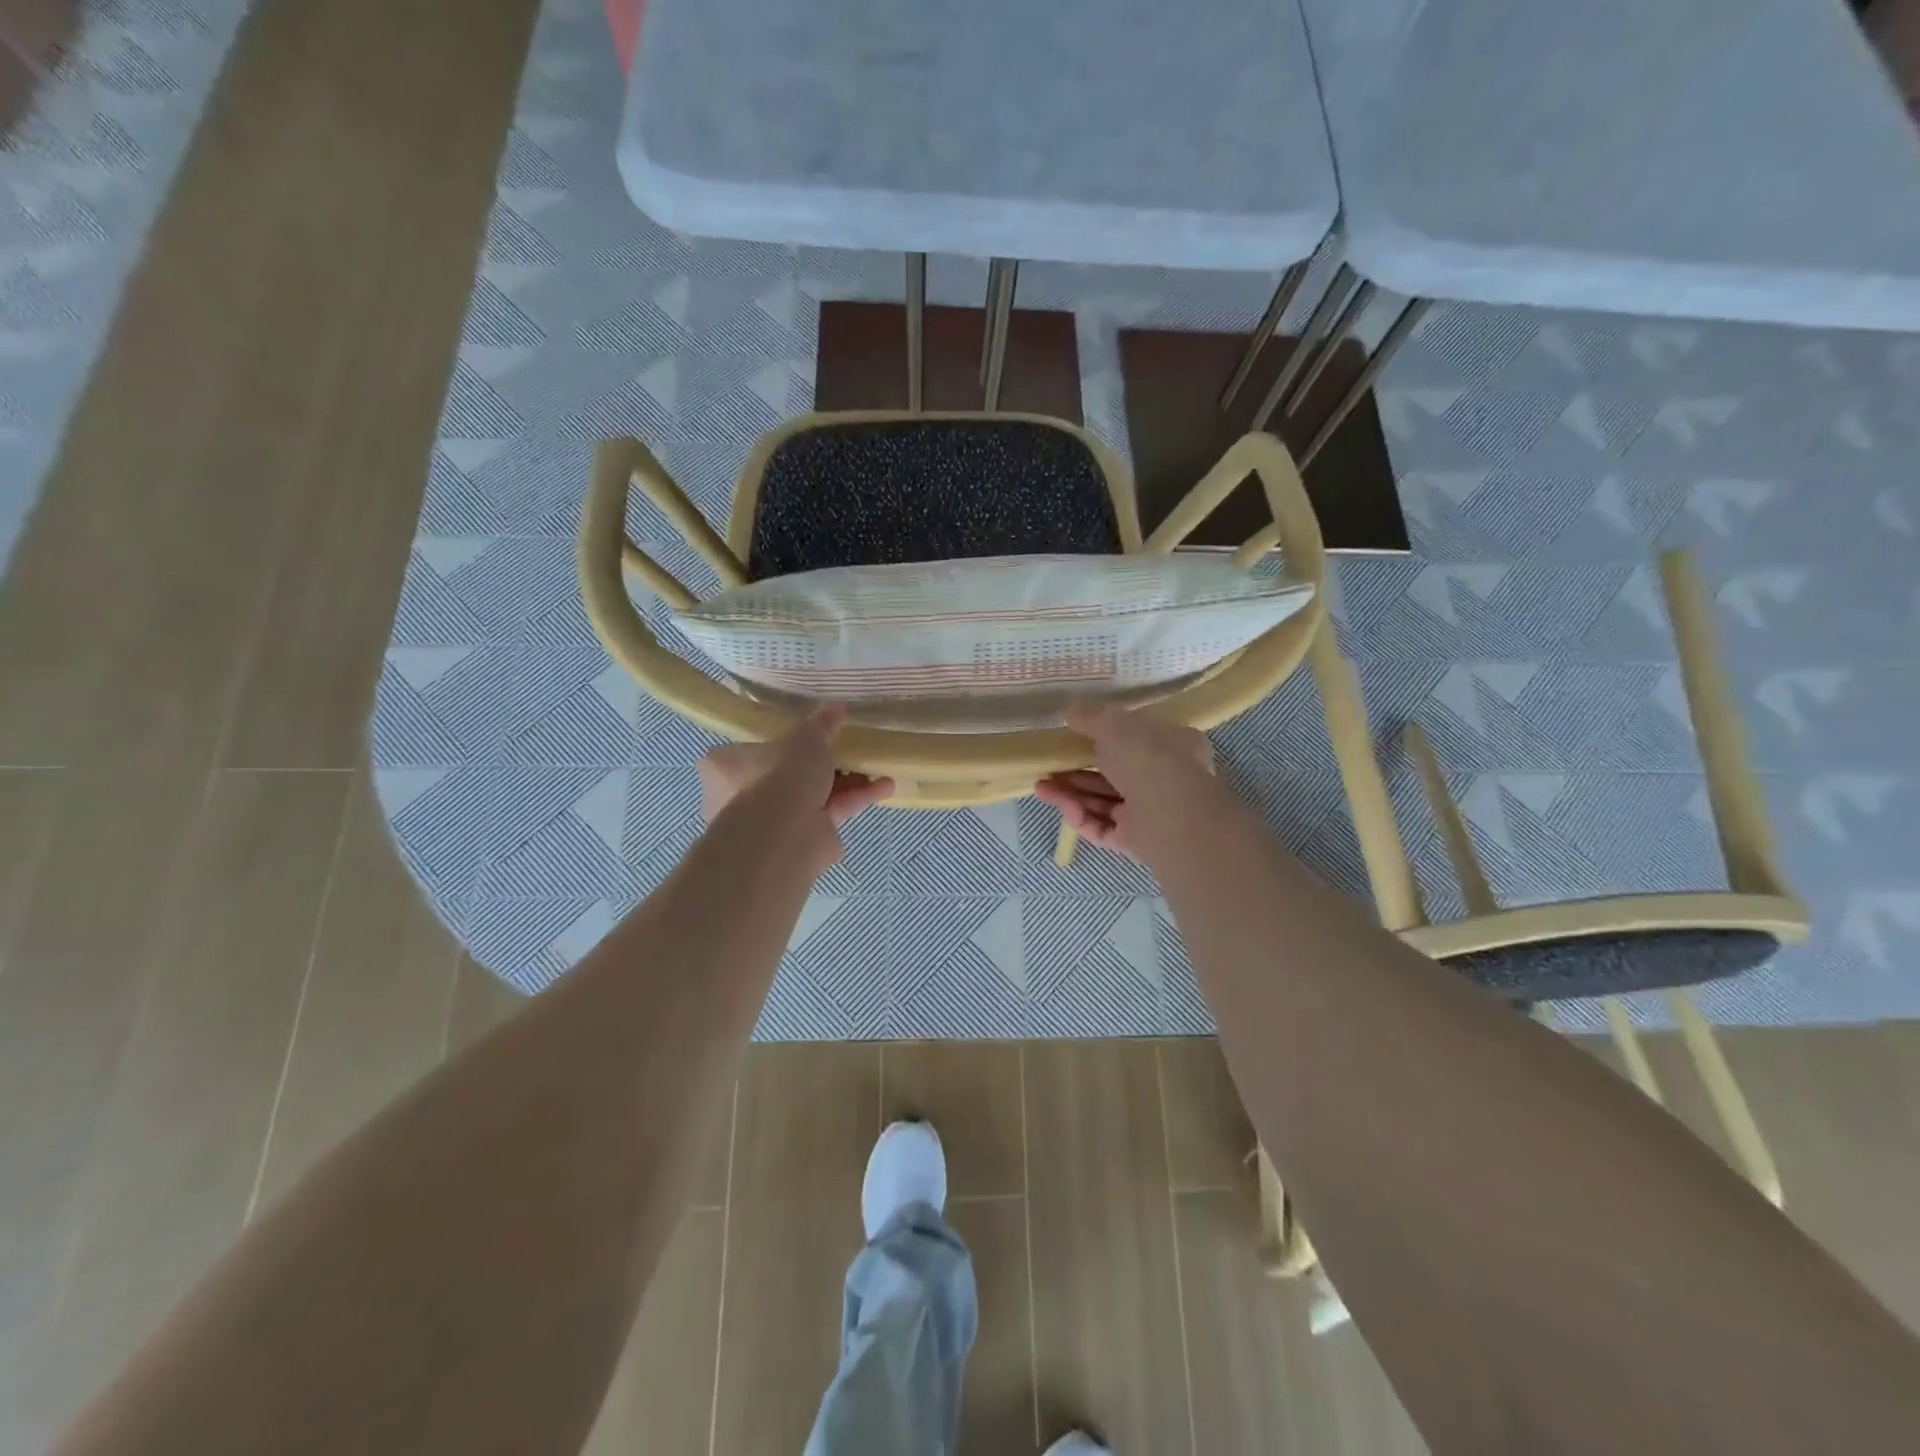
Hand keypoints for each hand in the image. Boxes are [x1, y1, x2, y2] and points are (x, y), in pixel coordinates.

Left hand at [697, 705, 893, 840]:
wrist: (784, 835)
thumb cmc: (779, 775)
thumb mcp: (806, 737)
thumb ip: (822, 723)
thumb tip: (837, 707)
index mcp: (726, 766)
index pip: (750, 749)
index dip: (782, 741)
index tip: (809, 735)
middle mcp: (741, 797)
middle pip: (788, 775)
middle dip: (823, 765)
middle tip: (848, 750)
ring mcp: (772, 823)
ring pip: (813, 796)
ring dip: (847, 783)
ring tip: (877, 769)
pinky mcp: (801, 841)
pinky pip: (830, 813)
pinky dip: (854, 800)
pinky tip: (884, 788)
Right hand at [1034, 705, 1212, 859]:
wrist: (1171, 815)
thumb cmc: (1148, 757)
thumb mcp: (1114, 723)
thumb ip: (1091, 717)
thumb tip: (1072, 712)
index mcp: (1173, 745)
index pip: (1139, 740)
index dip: (1105, 738)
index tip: (1075, 736)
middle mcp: (1165, 779)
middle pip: (1113, 773)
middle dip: (1076, 770)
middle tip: (1048, 766)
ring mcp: (1151, 813)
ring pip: (1104, 802)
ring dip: (1071, 793)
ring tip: (1040, 786)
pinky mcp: (1136, 841)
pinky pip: (1103, 827)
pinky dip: (1081, 817)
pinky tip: (1061, 806)